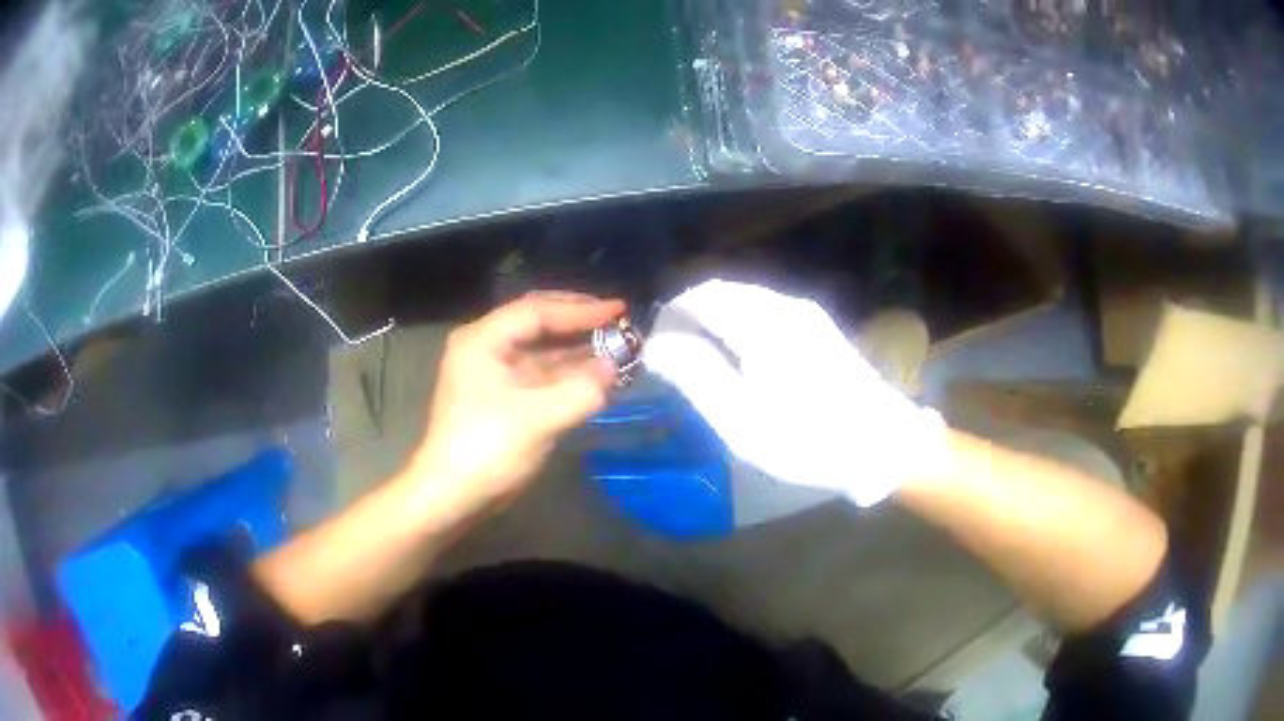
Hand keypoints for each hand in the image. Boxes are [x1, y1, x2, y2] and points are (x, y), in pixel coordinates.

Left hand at [411, 294, 623, 513]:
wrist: (452, 496)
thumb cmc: (488, 449)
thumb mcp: (540, 418)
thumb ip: (582, 389)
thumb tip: (614, 368)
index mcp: (483, 340)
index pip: (537, 311)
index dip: (580, 309)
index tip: (619, 310)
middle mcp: (485, 347)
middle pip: (538, 324)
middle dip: (579, 325)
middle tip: (619, 324)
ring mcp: (492, 374)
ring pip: (541, 351)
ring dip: (577, 351)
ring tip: (617, 349)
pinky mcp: (502, 398)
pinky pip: (540, 375)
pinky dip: (567, 375)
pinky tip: (596, 377)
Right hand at [643, 280, 946, 506]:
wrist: (883, 445)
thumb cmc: (809, 438)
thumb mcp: (743, 419)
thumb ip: (697, 375)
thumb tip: (657, 345)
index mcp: (763, 323)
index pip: (701, 295)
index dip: (670, 314)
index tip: (654, 346)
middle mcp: (785, 305)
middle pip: (723, 291)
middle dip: (690, 314)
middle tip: (671, 354)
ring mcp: (807, 314)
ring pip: (745, 299)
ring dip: (714, 318)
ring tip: (698, 356)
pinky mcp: (820, 328)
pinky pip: (766, 310)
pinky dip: (739, 323)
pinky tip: (737, 356)